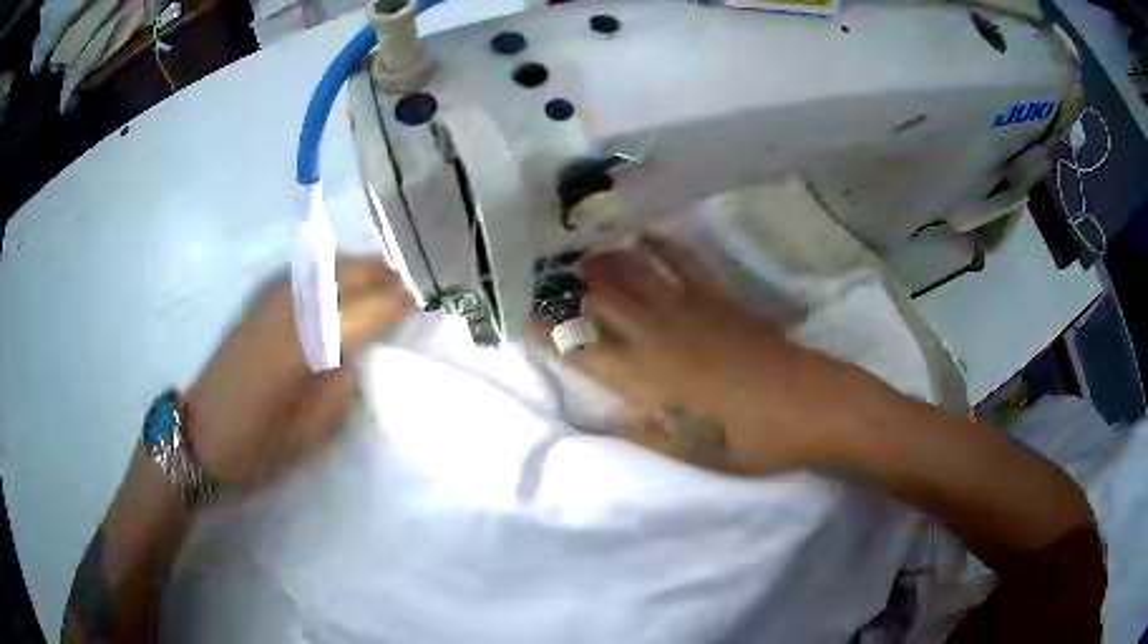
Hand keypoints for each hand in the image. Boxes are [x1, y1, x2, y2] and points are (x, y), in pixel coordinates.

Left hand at [183, 260, 412, 488]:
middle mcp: (288, 310)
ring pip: (326, 266)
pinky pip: (306, 274)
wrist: (198, 437)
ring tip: (383, 282)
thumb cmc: (255, 447)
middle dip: (382, 275)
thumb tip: (359, 354)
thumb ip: (341, 389)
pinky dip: (332, 272)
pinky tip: (339, 287)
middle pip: (346, 273)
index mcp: (303, 346)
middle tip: (409, 290)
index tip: (424, 304)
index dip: (397, 304)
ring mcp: (269, 301)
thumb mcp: (309, 436)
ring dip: (359, 269)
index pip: (364, 310)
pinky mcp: (257, 304)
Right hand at [556, 238, 862, 473]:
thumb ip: (636, 429)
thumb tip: (600, 417)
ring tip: (582, 256)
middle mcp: (655, 334)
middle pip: (597, 299)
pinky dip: (659, 245)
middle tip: (548, 282)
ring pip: (632, 273)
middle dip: (566, 289)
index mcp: (642, 378)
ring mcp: (688, 308)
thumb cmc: (746, 440)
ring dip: (602, 262)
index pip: (577, 348)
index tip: (524, 320)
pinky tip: (643, 235)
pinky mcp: (718, 296)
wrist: (807, 405)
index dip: (545, 332)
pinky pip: (681, 261)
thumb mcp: (683, 449)